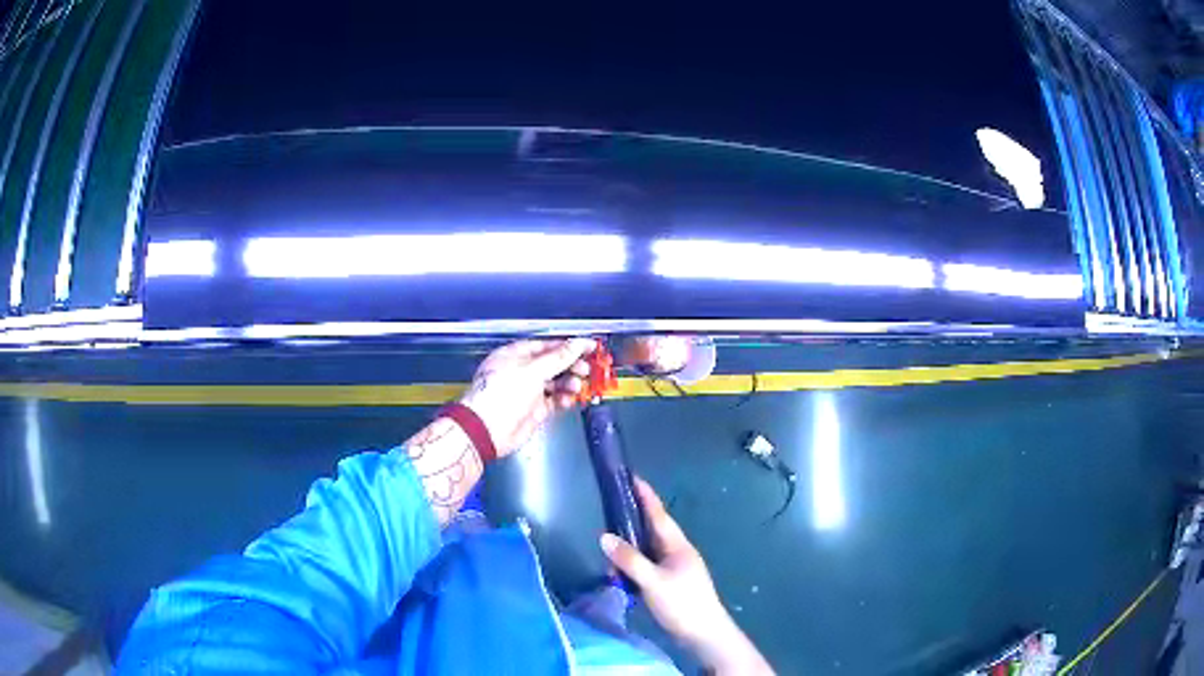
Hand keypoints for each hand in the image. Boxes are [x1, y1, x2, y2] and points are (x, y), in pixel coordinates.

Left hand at [459, 338, 595, 456]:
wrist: (488, 430)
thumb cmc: (502, 394)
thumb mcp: (533, 370)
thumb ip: (559, 357)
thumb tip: (580, 343)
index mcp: (515, 355)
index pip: (547, 346)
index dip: (568, 346)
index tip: (589, 347)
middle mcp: (521, 371)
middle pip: (553, 364)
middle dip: (572, 365)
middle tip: (587, 369)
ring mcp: (528, 391)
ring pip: (556, 383)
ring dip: (570, 383)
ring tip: (578, 385)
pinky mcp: (534, 410)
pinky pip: (555, 401)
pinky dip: (564, 399)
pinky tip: (571, 399)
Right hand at [600, 479, 773, 674]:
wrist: (704, 634)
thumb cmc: (683, 603)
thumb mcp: (653, 581)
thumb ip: (629, 559)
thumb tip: (604, 536)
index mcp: (678, 545)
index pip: (658, 514)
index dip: (645, 495)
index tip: (631, 476)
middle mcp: (677, 553)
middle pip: (652, 530)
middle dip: (632, 518)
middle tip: (610, 506)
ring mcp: (674, 569)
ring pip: (647, 550)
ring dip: (629, 547)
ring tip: (608, 543)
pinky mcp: (670, 584)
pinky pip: (647, 567)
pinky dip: (632, 566)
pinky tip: (619, 572)